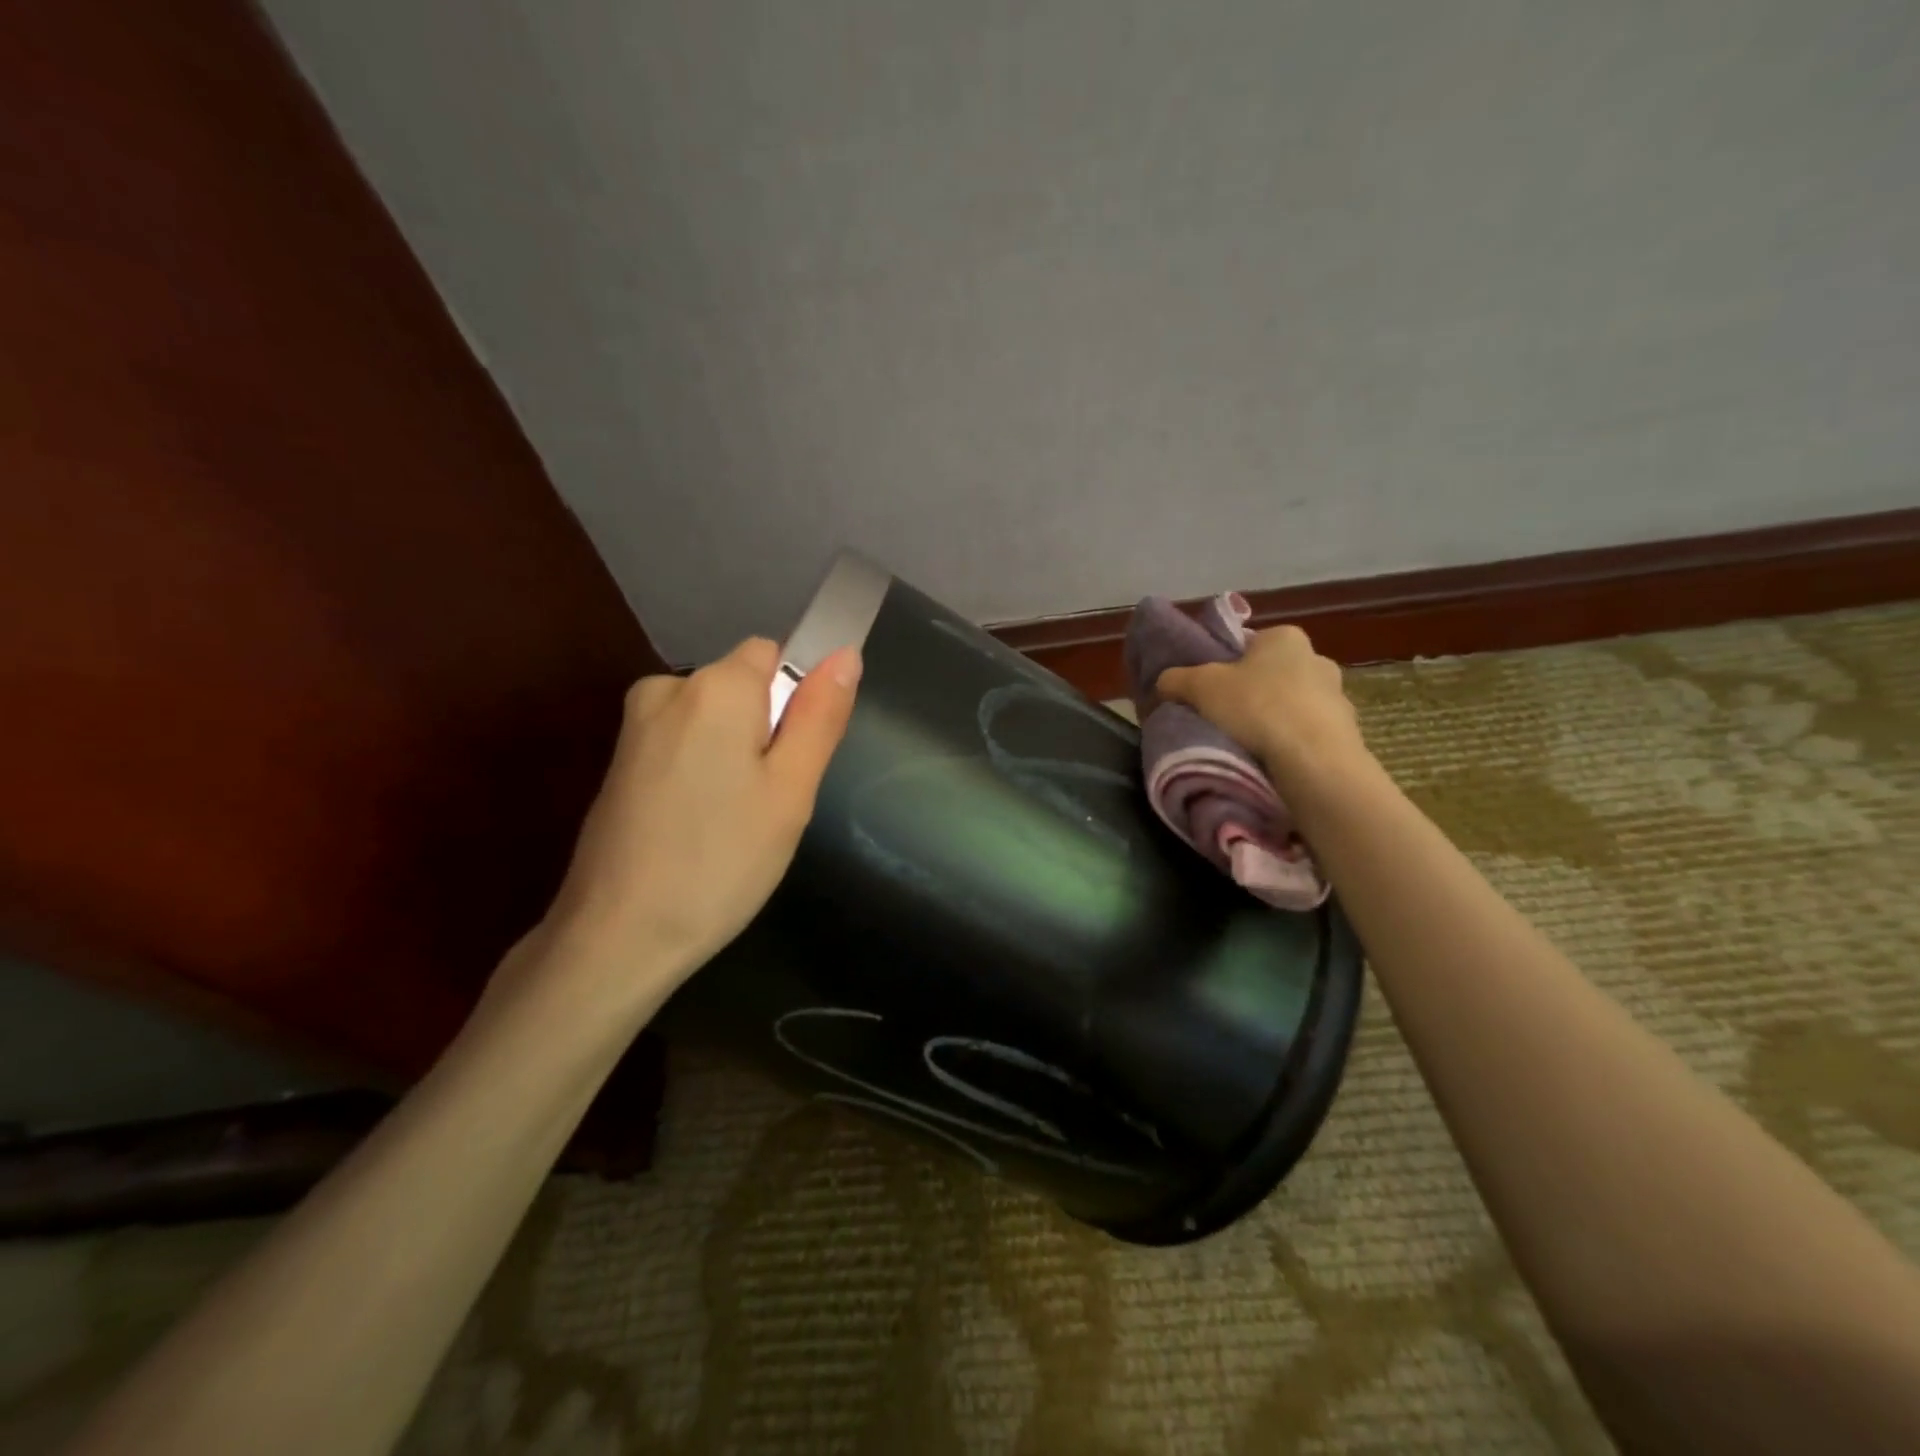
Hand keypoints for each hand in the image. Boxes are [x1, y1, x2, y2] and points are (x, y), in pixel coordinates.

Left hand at [517, 637, 861, 1022]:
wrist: (618, 935)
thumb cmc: (722, 860)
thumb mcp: (791, 790)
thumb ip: (819, 716)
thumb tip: (844, 653)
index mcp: (715, 687)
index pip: (772, 653)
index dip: (794, 700)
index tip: (792, 760)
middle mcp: (666, 688)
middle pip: (740, 688)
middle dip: (764, 731)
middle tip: (769, 802)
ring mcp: (634, 727)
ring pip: (712, 721)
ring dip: (733, 756)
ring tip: (734, 822)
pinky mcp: (618, 763)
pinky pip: (681, 746)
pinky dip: (700, 774)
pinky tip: (699, 828)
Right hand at [1155, 624, 1364, 792]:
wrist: (1314, 760)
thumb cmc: (1257, 707)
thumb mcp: (1200, 687)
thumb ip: (1176, 679)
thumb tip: (1164, 683)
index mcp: (1285, 637)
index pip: (1248, 645)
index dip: (1225, 666)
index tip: (1209, 690)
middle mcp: (1317, 658)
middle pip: (1271, 674)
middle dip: (1250, 693)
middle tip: (1223, 717)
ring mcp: (1338, 696)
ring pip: (1292, 704)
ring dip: (1273, 719)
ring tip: (1247, 744)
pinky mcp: (1346, 732)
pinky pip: (1307, 733)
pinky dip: (1291, 743)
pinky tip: (1272, 760)